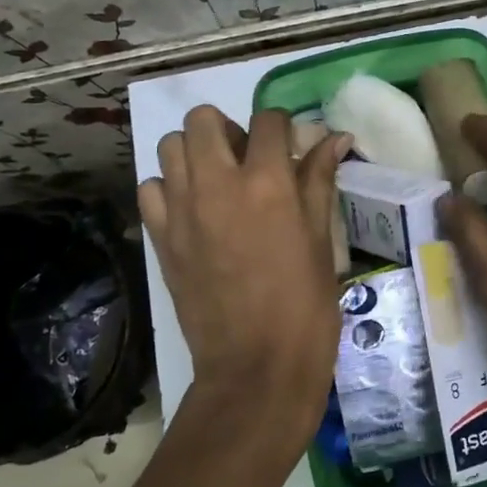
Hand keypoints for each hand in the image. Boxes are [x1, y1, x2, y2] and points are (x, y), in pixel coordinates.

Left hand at [138, 106, 350, 443]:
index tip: (288, 145)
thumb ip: (320, 179)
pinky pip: (150, 188)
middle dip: (227, 128)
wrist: (256, 367)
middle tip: (245, 159)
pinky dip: (168, 189)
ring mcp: (181, 210)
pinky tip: (192, 210)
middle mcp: (217, 184)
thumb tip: (335, 138)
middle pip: (203, 118)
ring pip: (170, 146)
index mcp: (267, 182)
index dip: (281, 126)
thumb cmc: (304, 304)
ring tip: (216, 181)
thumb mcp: (321, 238)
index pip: (267, 120)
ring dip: (194, 152)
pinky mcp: (160, 238)